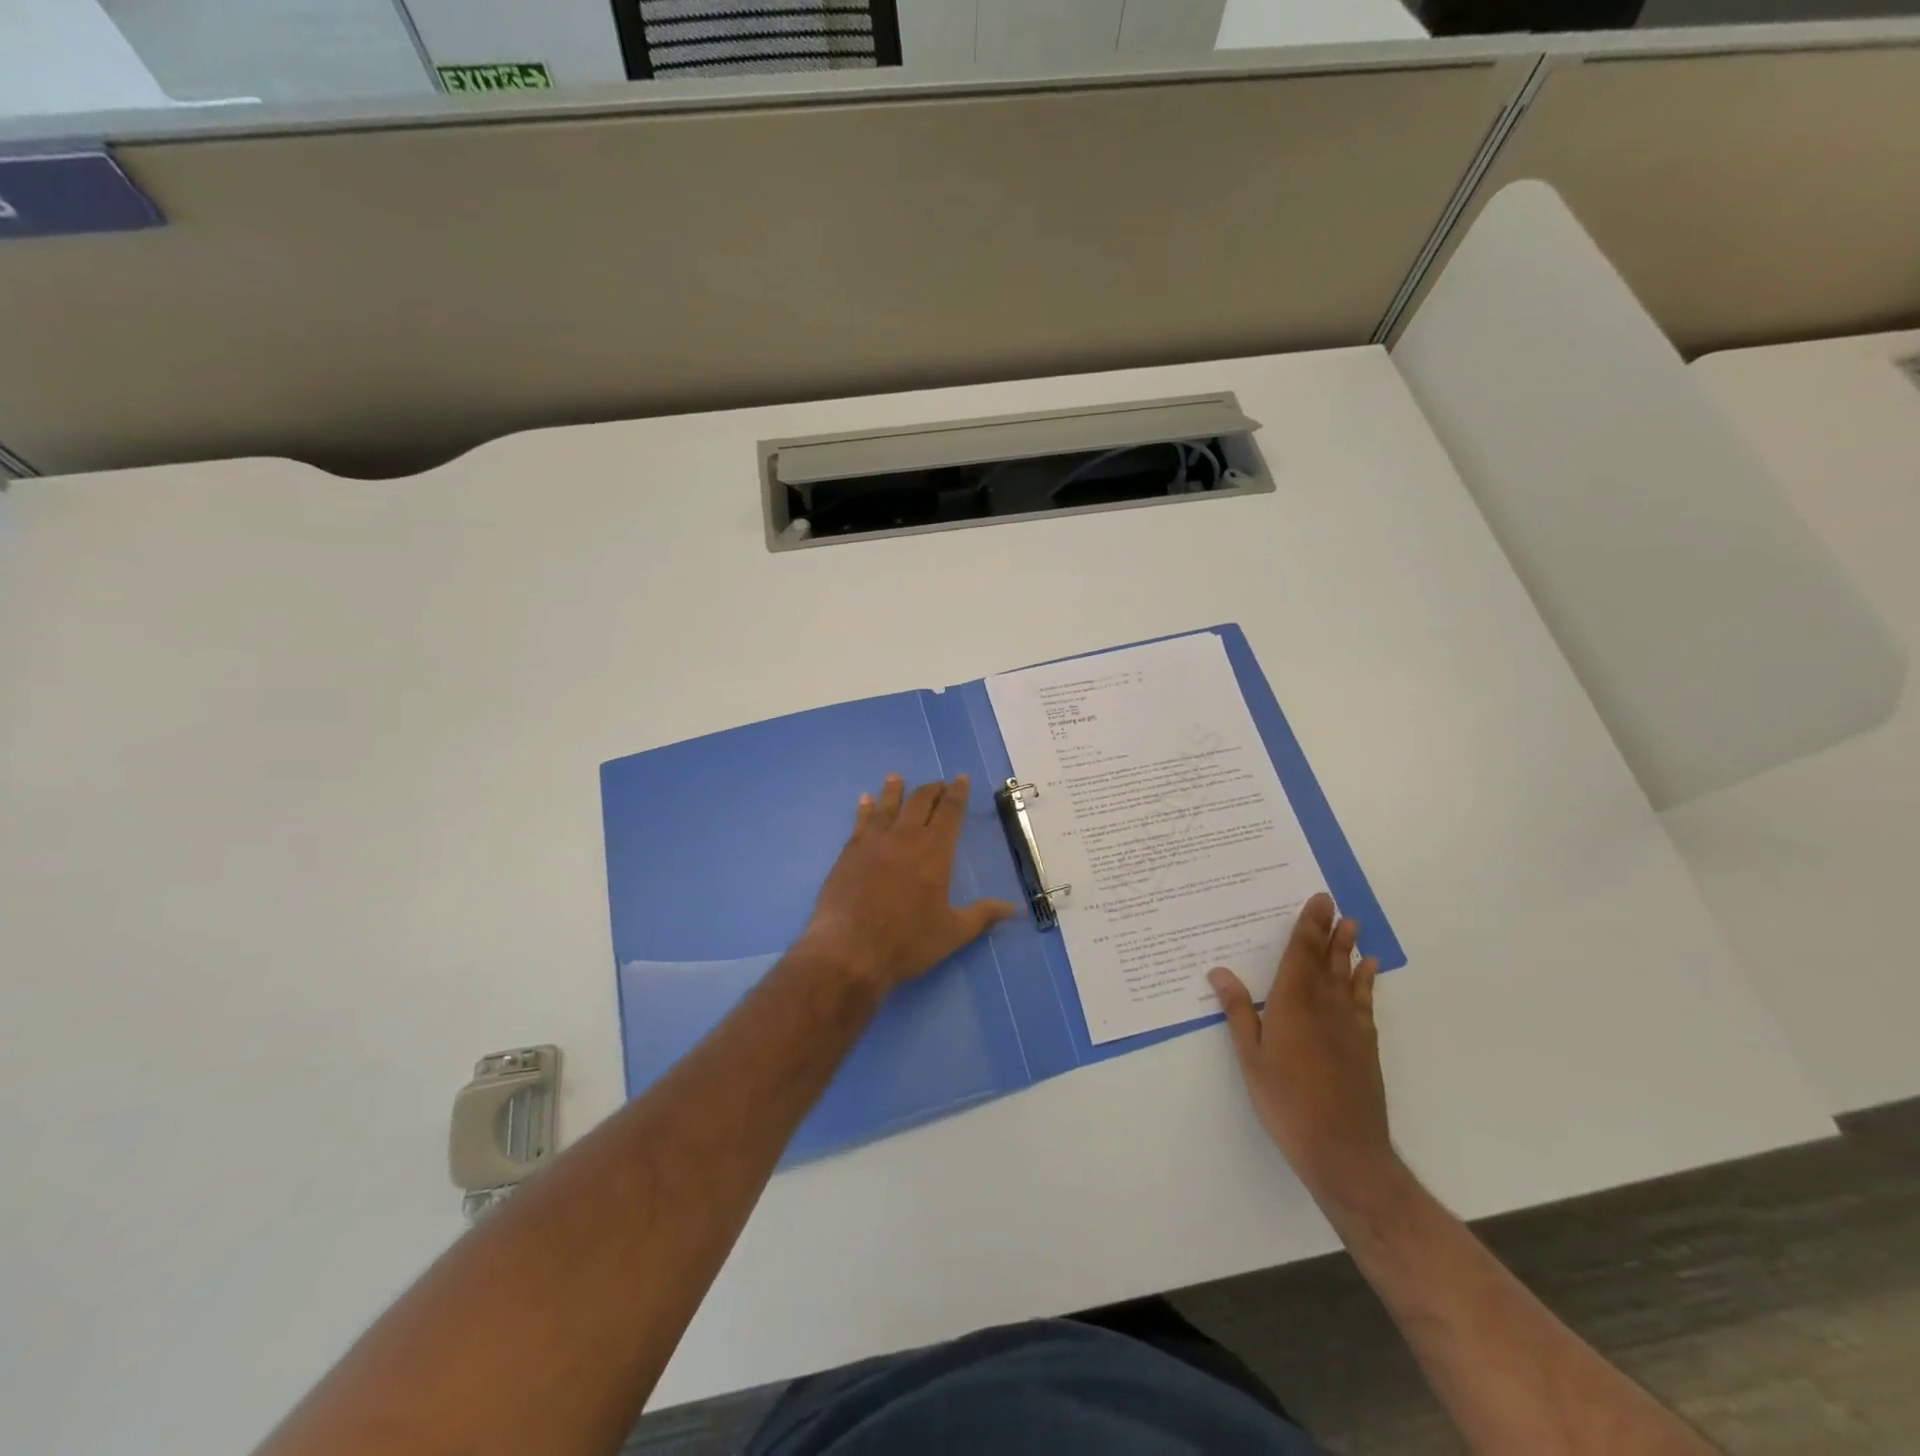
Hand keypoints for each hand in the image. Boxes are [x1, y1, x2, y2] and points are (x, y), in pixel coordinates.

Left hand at [797, 773, 1016, 994]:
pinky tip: (865, 800)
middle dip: (932, 789)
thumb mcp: (952, 933)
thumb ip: (983, 916)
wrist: (849, 950)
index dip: (957, 793)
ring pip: (887, 806)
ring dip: (895, 790)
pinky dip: (865, 808)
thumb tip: (1016, 909)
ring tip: (896, 778)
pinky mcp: (849, 852)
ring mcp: (874, 842)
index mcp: (935, 851)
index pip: (950, 812)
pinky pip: (860, 821)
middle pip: (920, 802)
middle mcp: (905, 837)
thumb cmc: (907, 942)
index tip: (961, 779)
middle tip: (938, 784)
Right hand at [1210, 893, 1400, 1214]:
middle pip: (1327, 960)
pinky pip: (1364, 1002)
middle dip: (1329, 931)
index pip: (1300, 955)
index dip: (1308, 927)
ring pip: (1347, 977)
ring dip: (1349, 949)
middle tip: (1335, 904)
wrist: (1343, 1150)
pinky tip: (1368, 971)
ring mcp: (1349, 1026)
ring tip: (1353, 925)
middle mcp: (1324, 1006)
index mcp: (1292, 1004)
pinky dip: (1366, 982)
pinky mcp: (1365, 1045)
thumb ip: (1238, 1012)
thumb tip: (1219, 971)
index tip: (1318, 902)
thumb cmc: (1286, 1102)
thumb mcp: (1250, 1058)